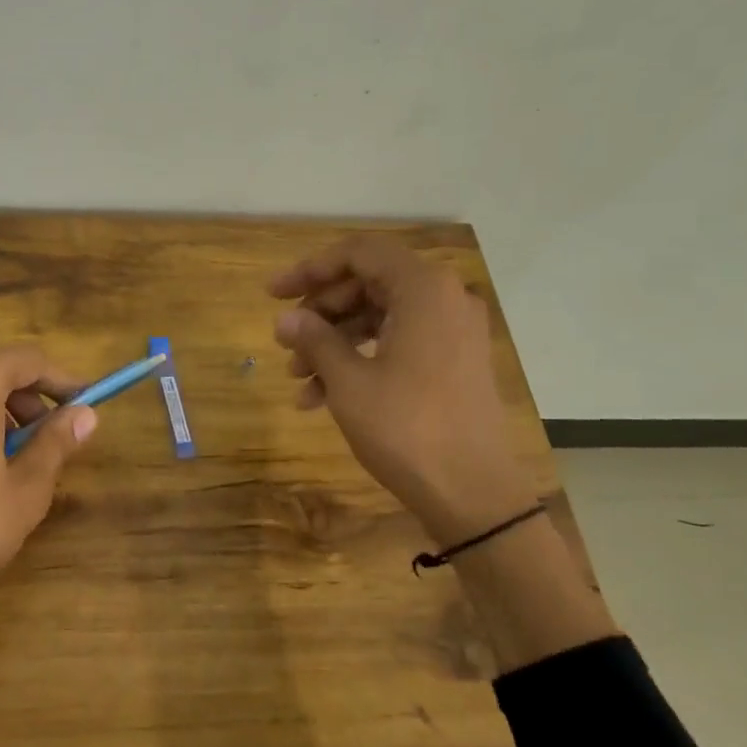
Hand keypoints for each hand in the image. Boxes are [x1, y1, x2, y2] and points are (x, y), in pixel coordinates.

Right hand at [269, 235, 534, 543]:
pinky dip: (359, 360)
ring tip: (296, 376)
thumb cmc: (407, 428)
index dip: (311, 269)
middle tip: (284, 340)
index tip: (273, 294)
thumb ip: (315, 339)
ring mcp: (452, 333)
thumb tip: (285, 319)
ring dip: (334, 341)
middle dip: (320, 312)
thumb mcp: (349, 381)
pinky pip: (397, 345)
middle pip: (368, 284)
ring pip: (379, 318)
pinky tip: (319, 398)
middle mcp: (444, 300)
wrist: (473, 493)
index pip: (360, 253)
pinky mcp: (452, 363)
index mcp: (423, 290)